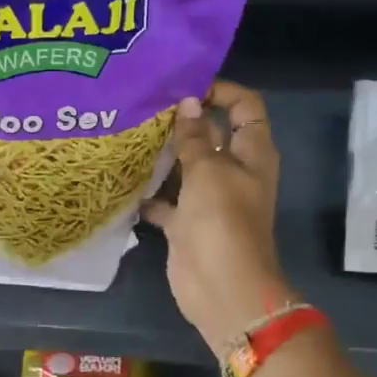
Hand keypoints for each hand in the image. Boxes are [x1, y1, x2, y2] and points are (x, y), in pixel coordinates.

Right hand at [140, 82, 292, 356]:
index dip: (219, 91)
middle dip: (183, 121)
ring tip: (129, 137)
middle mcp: (234, 171)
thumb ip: (194, 137)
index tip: (183, 88)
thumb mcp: (208, 171)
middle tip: (144, 108)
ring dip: (163, 156)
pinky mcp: (188, 223)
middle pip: (211, 134)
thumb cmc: (222, 222)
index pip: (244, 106)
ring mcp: (210, 199)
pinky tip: (124, 181)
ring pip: (186, 167)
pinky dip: (151, 194)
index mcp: (252, 153)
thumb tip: (188, 103)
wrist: (222, 288)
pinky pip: (168, 200)